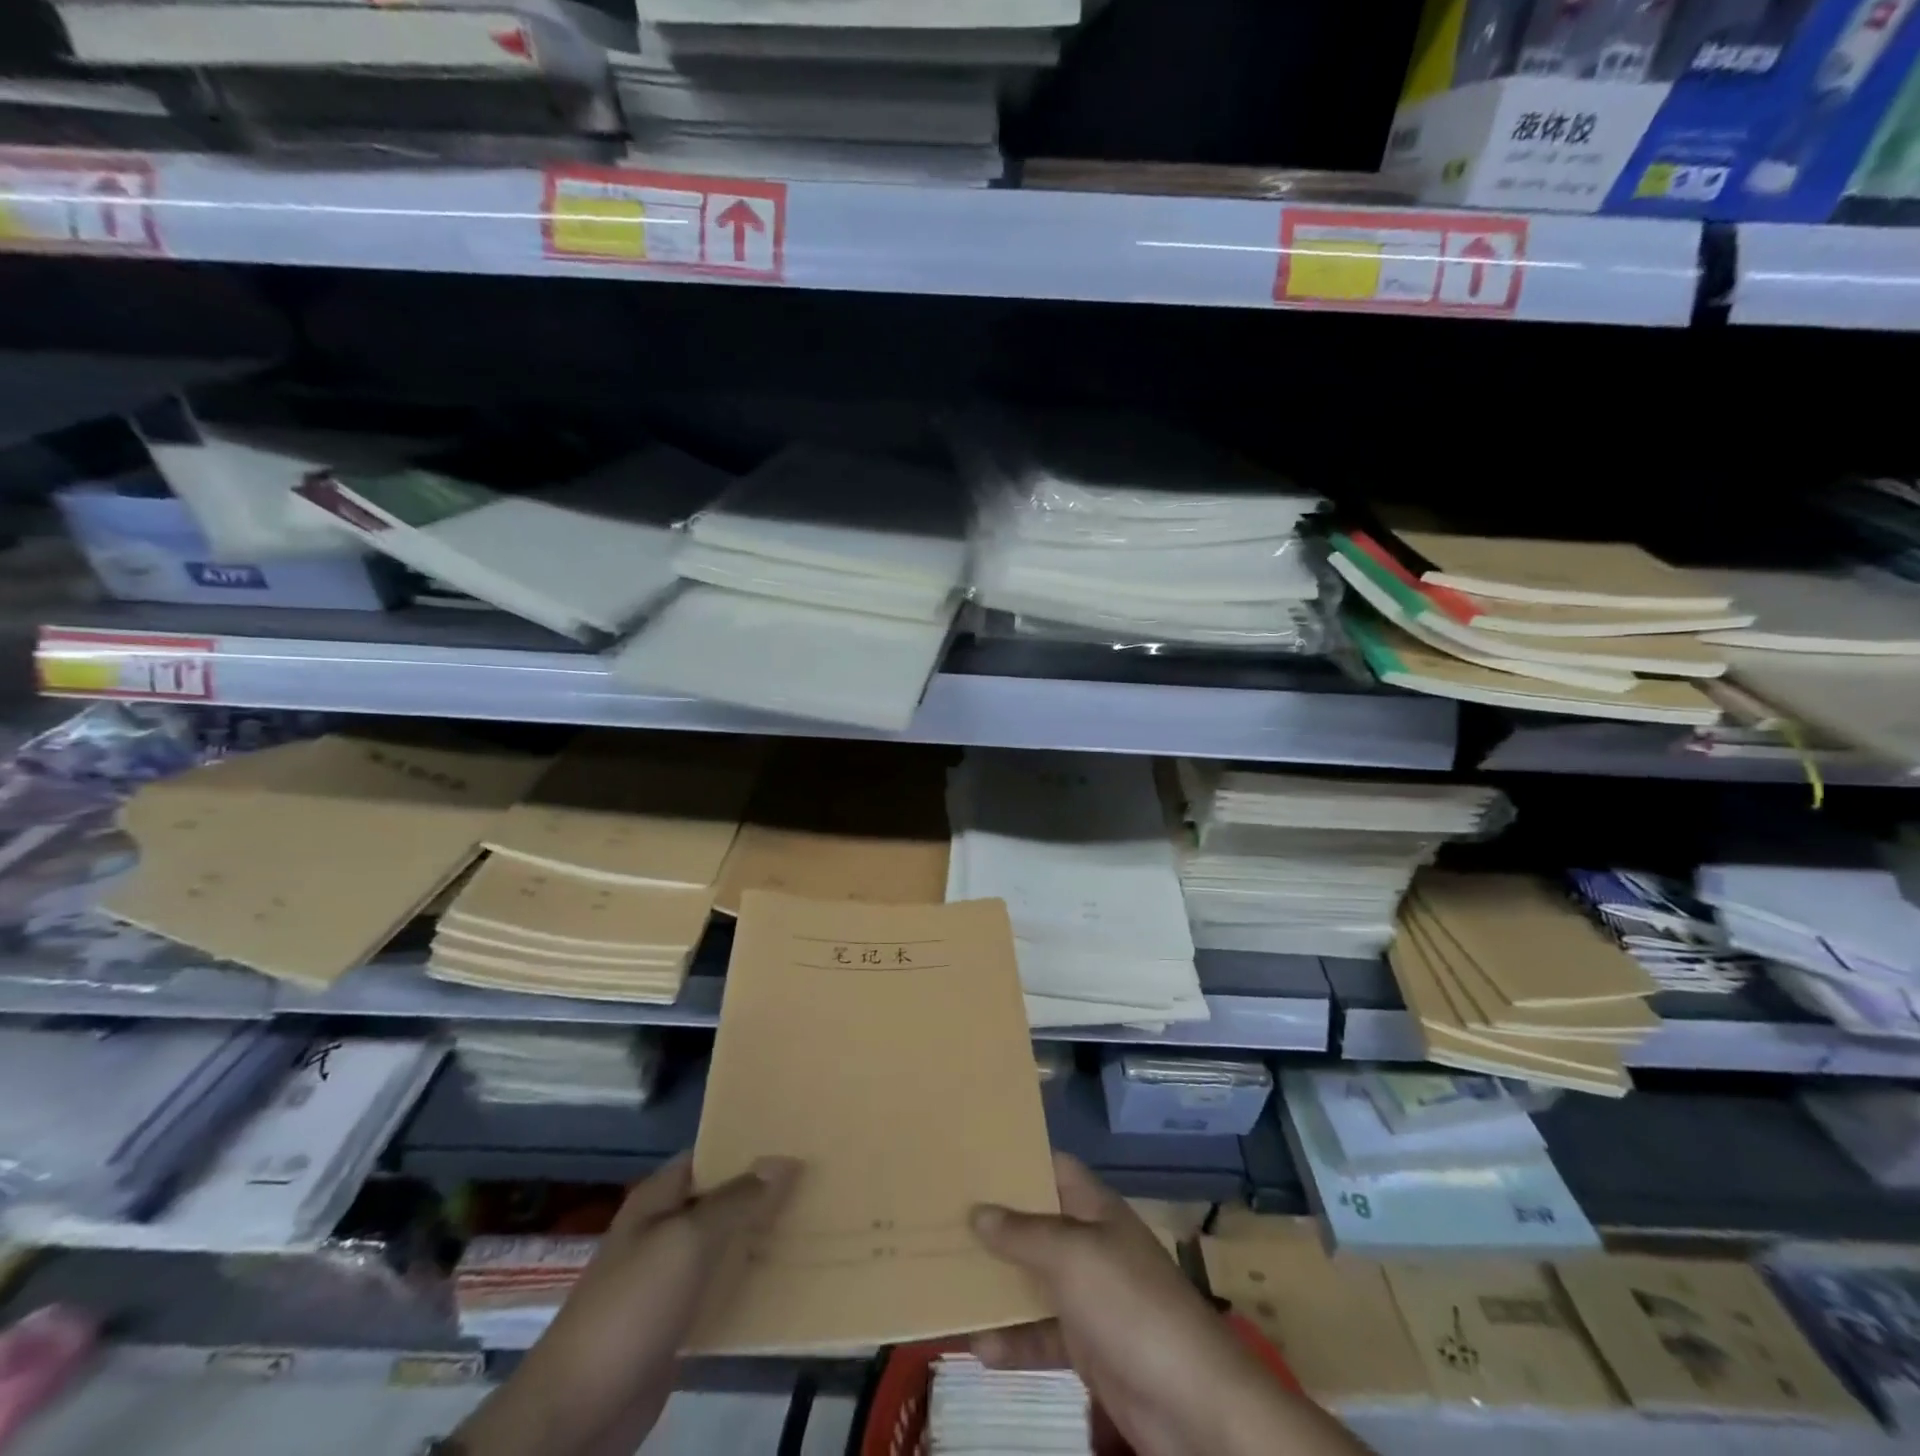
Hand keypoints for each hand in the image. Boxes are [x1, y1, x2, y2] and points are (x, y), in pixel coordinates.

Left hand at [453, 1154, 800, 1455]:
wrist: (577, 1414)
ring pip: (725, 1244)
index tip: (796, 1136)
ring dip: (760, 1236)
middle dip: (763, 1190)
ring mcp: (669, 1278)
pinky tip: (788, 1277)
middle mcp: (664, 1229)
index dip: (748, 1143)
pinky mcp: (678, 1323)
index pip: (710, 1153)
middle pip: (721, 1198)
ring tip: (814, 1219)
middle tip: (817, 1178)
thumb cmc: (631, 1308)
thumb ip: (736, 1200)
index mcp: (658, 1198)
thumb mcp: (688, 1241)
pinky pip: (721, 1288)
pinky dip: (750, 1280)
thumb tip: (784, 1159)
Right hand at [970, 1155, 1369, 1455]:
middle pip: (1037, 1223)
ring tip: (947, 1278)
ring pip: (1034, 1280)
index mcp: (1094, 1208)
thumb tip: (978, 1211)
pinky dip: (1013, 1340)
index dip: (1017, 1158)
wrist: (1193, 1403)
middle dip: (996, 1222)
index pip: (1053, 1167)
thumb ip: (1023, 1234)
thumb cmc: (1130, 1305)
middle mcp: (1091, 1244)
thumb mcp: (1072, 1258)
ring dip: (997, 1284)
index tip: (971, 1155)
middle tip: (943, 1216)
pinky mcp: (1089, 1347)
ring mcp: (1091, 1297)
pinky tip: (978, 1347)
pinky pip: (1041, 1334)